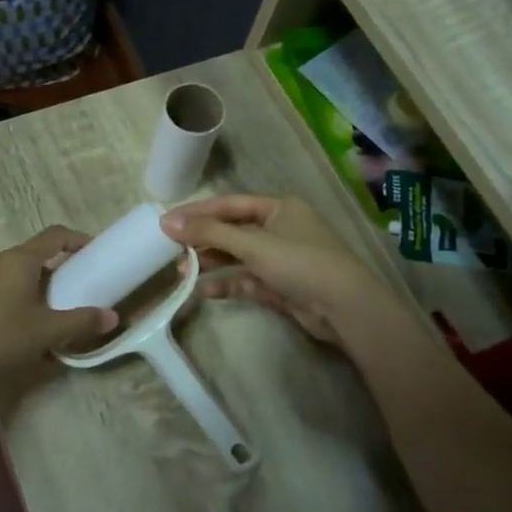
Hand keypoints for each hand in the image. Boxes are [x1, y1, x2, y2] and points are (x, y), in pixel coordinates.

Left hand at [0, 227, 115, 382]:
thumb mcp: (47, 332)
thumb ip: (81, 322)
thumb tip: (112, 317)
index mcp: (20, 260)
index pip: (55, 235)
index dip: (78, 239)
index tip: (95, 252)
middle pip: (36, 254)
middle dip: (60, 267)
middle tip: (79, 287)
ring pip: (17, 272)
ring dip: (39, 285)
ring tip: (54, 309)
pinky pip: (2, 287)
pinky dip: (20, 296)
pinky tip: (24, 325)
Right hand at [161, 194, 384, 344]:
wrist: (345, 307)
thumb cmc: (300, 262)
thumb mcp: (253, 244)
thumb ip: (210, 232)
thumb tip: (167, 222)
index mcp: (278, 208)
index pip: (229, 205)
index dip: (197, 212)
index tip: (166, 222)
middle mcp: (279, 229)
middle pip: (232, 230)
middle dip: (202, 240)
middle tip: (170, 250)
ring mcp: (280, 259)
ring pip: (238, 257)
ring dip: (211, 263)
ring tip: (182, 272)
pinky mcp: (280, 286)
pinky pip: (246, 281)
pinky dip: (227, 284)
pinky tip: (204, 291)